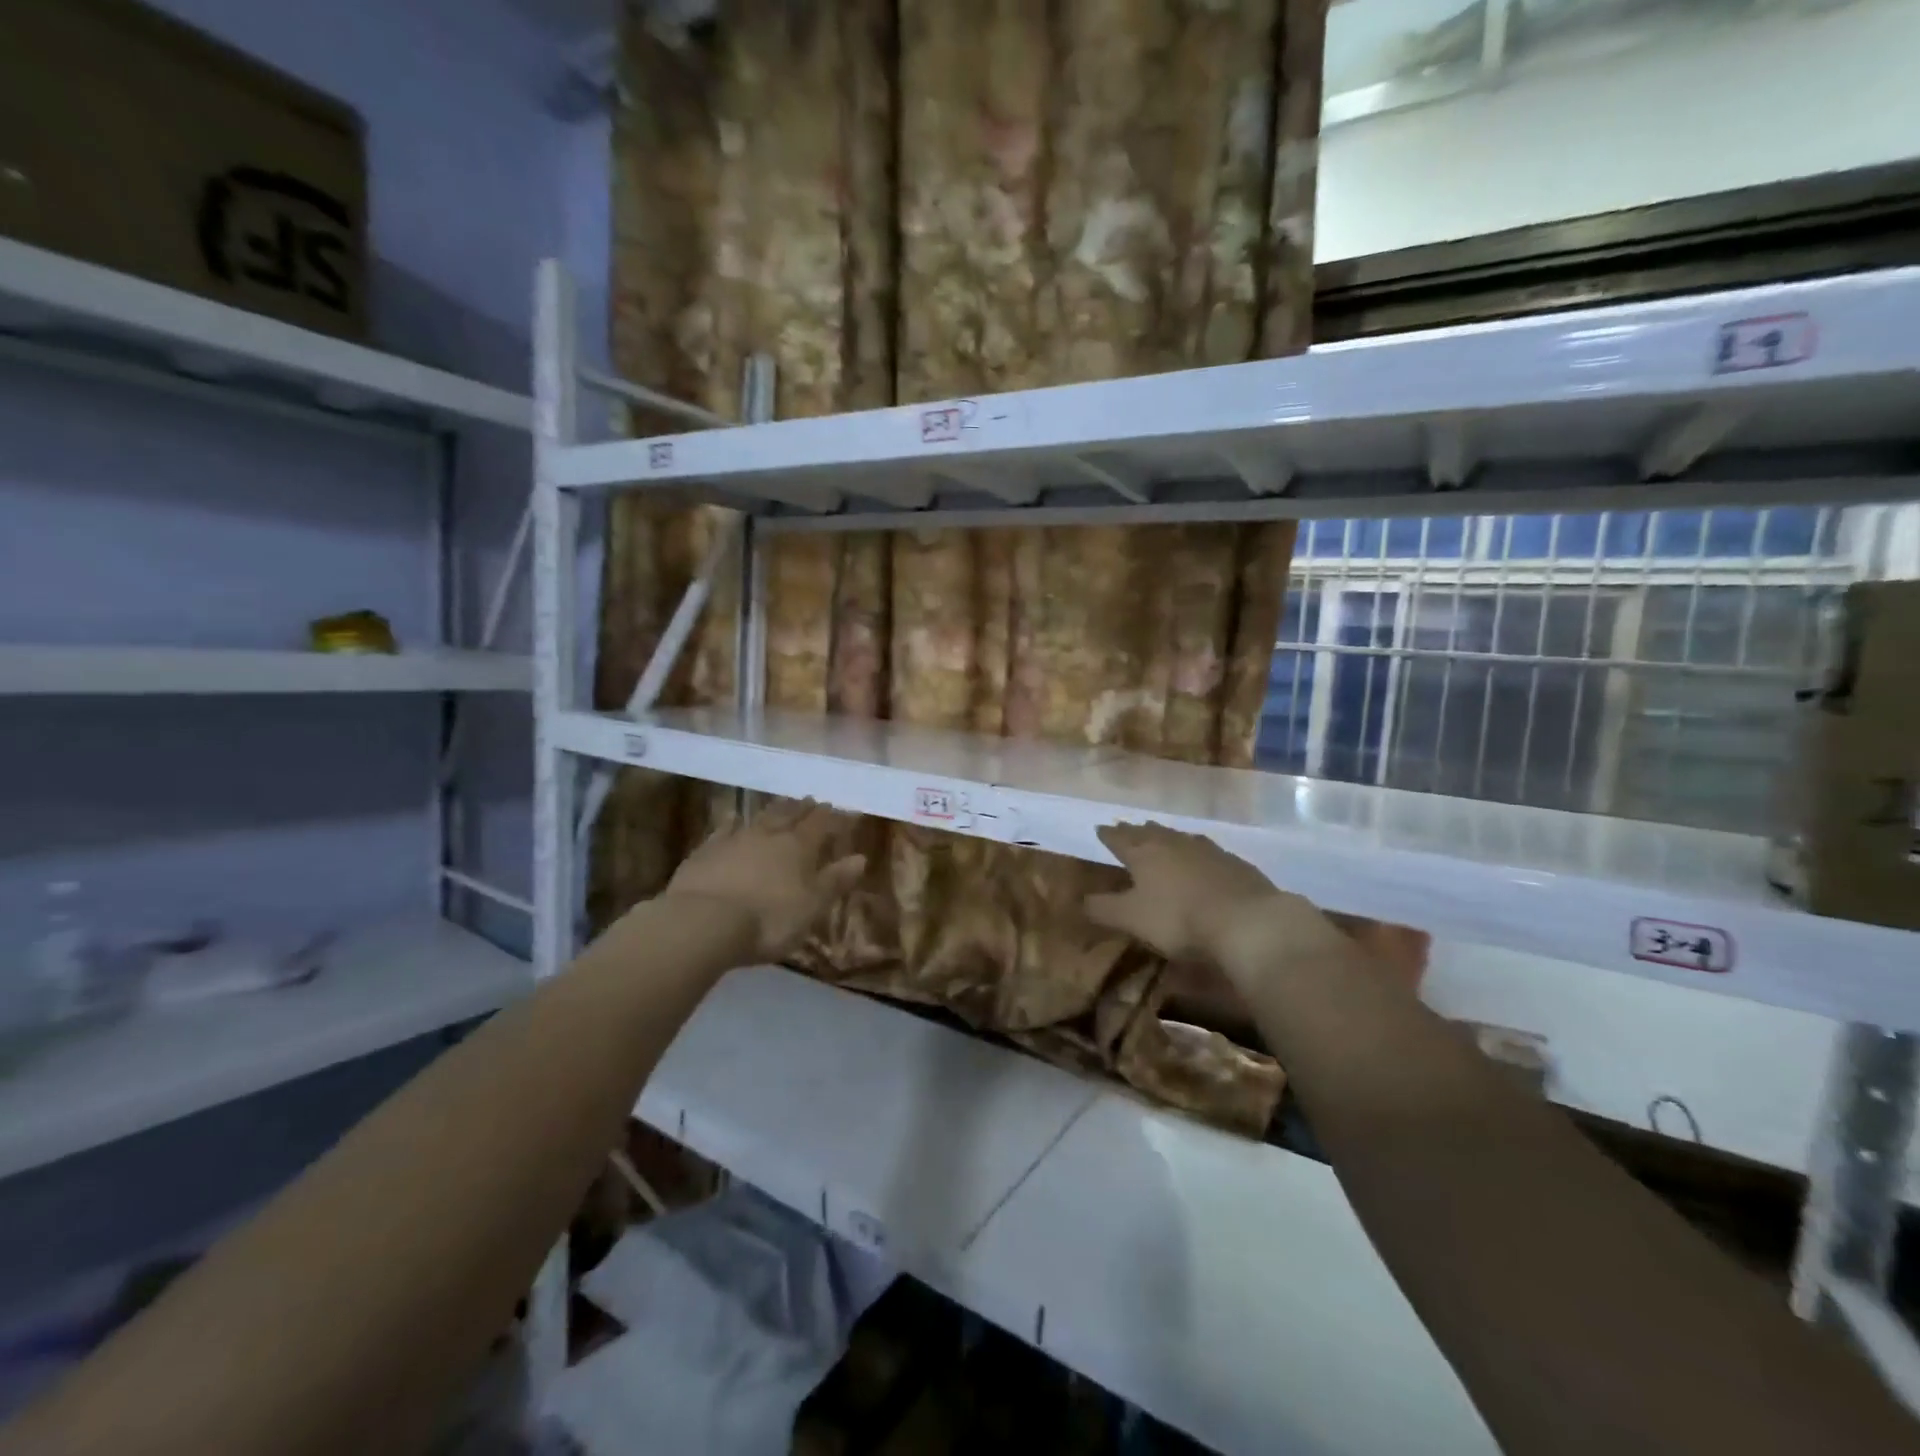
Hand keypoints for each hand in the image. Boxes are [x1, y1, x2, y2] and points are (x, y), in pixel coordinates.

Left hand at [662, 800, 866, 961]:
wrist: (703, 923)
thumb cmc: (768, 920)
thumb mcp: (811, 906)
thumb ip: (835, 881)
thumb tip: (861, 858)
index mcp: (798, 847)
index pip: (822, 824)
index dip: (836, 817)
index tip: (848, 810)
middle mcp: (768, 835)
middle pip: (790, 815)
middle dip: (804, 808)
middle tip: (813, 800)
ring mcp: (734, 840)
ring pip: (759, 818)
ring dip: (773, 811)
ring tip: (782, 803)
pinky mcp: (705, 852)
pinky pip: (723, 831)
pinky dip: (732, 824)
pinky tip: (732, 820)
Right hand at [1084, 822, 1347, 987]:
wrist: (1246, 921)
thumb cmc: (1178, 919)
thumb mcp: (1131, 919)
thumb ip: (1103, 908)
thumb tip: (1079, 899)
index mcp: (1144, 854)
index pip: (1120, 839)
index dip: (1108, 836)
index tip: (1100, 828)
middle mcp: (1173, 844)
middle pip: (1150, 833)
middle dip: (1136, 831)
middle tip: (1127, 827)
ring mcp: (1207, 850)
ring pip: (1180, 837)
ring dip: (1166, 836)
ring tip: (1160, 835)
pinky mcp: (1235, 863)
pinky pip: (1207, 850)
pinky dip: (1196, 851)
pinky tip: (1202, 856)